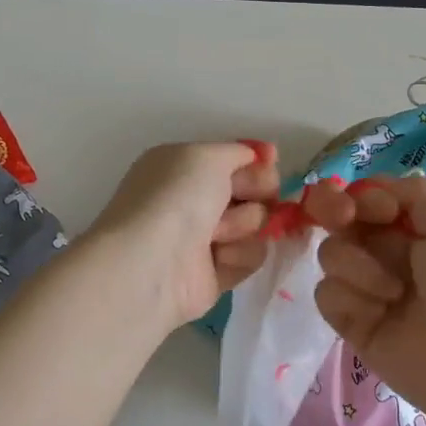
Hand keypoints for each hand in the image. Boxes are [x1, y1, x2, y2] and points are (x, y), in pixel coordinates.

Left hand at [87, 141, 280, 327]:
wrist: (153, 262)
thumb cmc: (177, 197)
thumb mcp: (207, 156)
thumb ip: (239, 151)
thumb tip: (260, 155)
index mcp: (183, 168)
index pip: (233, 160)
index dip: (256, 161)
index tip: (271, 160)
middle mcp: (192, 201)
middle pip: (251, 190)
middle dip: (257, 191)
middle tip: (246, 196)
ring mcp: (204, 239)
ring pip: (255, 224)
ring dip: (243, 225)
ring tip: (217, 235)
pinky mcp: (216, 274)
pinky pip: (251, 257)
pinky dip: (239, 256)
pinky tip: (218, 258)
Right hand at [303, 175, 425, 425]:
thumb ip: (414, 193)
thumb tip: (370, 190)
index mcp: (415, 227)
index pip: (368, 197)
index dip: (361, 195)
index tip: (373, 208)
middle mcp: (387, 253)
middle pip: (338, 219)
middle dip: (335, 211)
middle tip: (343, 218)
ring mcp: (367, 288)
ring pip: (331, 254)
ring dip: (359, 267)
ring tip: (394, 293)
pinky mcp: (352, 323)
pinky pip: (327, 293)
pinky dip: (350, 300)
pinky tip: (378, 314)